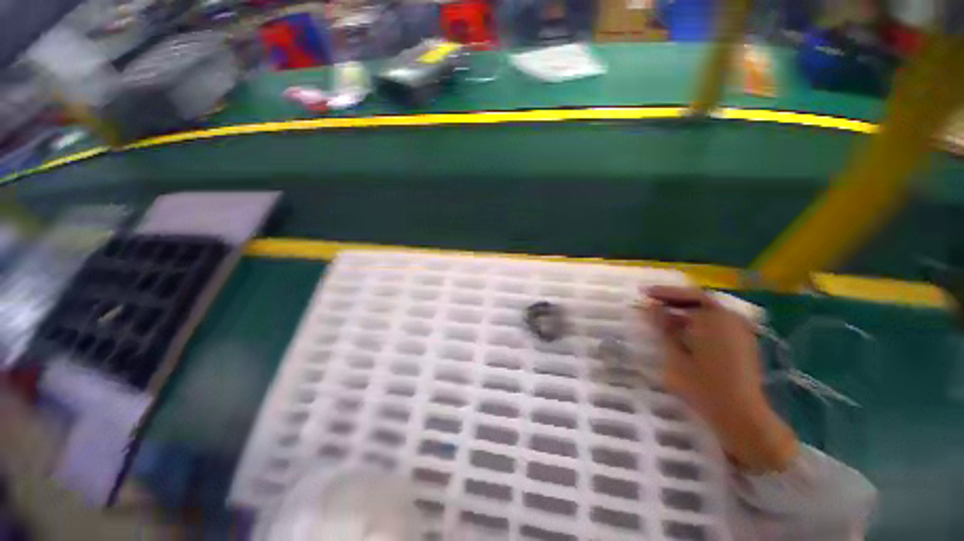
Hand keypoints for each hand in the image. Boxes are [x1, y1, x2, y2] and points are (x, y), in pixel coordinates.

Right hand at [644, 286, 797, 471]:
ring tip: (663, 317)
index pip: (688, 295)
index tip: (644, 293)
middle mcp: (730, 319)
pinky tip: (683, 331)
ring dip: (685, 310)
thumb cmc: (704, 384)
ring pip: (708, 311)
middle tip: (652, 301)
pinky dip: (697, 321)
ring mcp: (739, 331)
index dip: (664, 292)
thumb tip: (650, 307)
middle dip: (674, 299)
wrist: (741, 415)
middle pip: (700, 300)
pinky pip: (716, 322)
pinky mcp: (742, 343)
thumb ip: (663, 327)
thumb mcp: (675, 355)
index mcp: (714, 319)